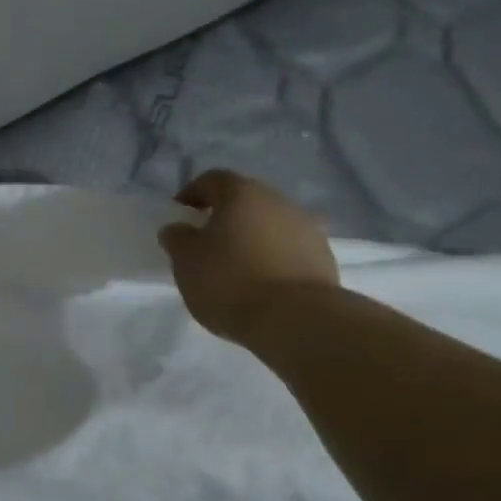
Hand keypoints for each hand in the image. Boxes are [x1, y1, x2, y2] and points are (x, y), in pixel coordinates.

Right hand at [158, 170, 339, 343]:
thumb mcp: (186, 261)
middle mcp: (277, 201)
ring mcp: (306, 229)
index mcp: (241, 193)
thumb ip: (177, 239)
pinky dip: (273, 259)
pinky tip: (262, 284)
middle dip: (224, 217)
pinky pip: (289, 250)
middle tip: (206, 243)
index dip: (191, 194)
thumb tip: (178, 228)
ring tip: (236, 268)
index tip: (180, 216)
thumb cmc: (231, 281)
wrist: (297, 320)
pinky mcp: (324, 258)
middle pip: (245, 201)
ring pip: (269, 225)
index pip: (211, 180)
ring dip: (252, 238)